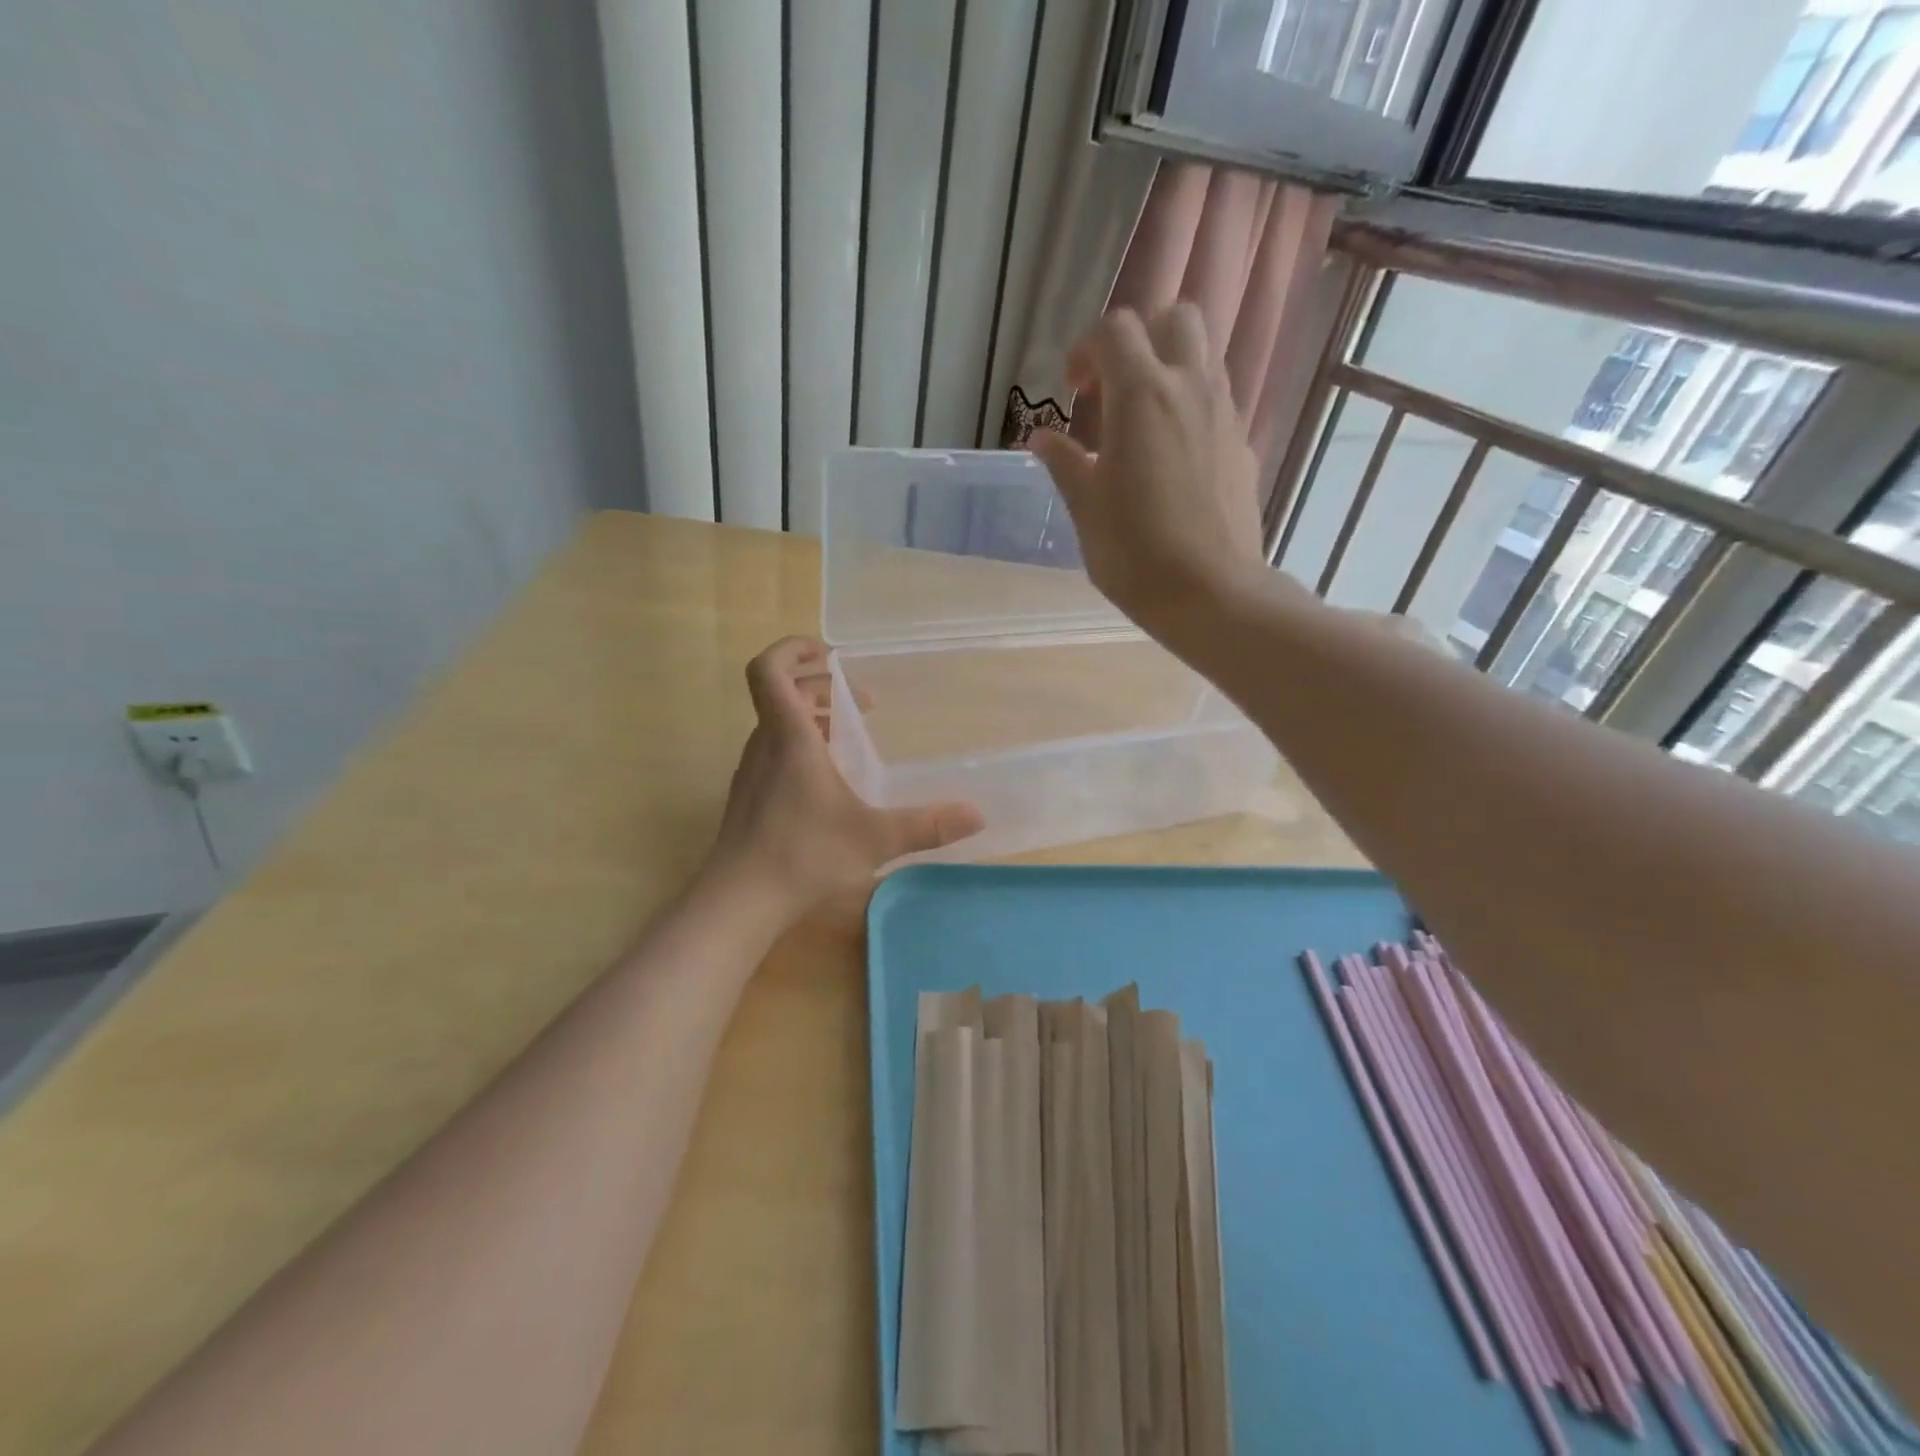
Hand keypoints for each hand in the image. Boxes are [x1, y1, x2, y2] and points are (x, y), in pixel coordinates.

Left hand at [703, 637, 983, 920]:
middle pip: (781, 694)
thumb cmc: (803, 856)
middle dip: (821, 687)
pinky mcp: (749, 797)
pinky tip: (828, 781)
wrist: (737, 901)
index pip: (769, 670)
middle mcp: (765, 745)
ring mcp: (752, 772)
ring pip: (778, 724)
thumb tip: (977, 815)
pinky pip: (774, 752)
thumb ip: (926, 825)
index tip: (827, 652)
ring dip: (811, 717)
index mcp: (789, 737)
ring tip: (849, 735)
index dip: (791, 650)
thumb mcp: (873, 838)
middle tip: (861, 701)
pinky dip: (801, 746)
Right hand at [1028, 304, 1268, 632]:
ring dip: (1168, 371)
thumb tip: (1042, 437)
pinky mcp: (1243, 446)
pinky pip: (1217, 404)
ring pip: (1203, 357)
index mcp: (1142, 395)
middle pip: (1176, 317)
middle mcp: (1190, 388)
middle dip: (1140, 338)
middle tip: (1113, 389)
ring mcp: (1225, 415)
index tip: (1073, 391)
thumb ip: (1064, 463)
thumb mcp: (1086, 508)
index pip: (1116, 328)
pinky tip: (1171, 461)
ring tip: (1140, 425)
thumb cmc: (1136, 552)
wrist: (1212, 593)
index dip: (1086, 349)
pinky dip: (1190, 410)